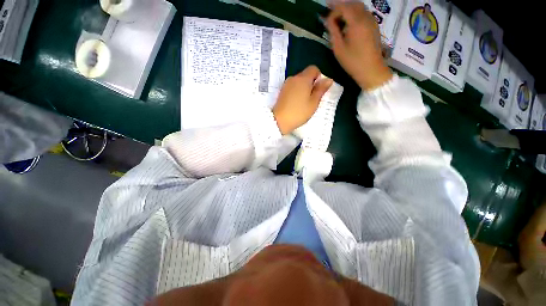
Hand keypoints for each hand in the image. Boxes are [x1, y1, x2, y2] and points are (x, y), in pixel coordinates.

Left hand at [273, 66, 332, 134]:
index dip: (319, 77)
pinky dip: (296, 92)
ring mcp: (286, 84)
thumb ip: (321, 90)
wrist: (279, 121)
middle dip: (311, 83)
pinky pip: (292, 87)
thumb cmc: (299, 112)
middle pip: (305, 75)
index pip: (313, 69)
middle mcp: (293, 78)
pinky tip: (296, 103)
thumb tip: (328, 79)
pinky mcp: (281, 91)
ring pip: (298, 82)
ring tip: (303, 102)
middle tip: (312, 98)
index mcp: (303, 78)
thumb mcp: (313, 103)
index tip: (318, 89)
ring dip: (303, 88)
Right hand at [326, 1, 392, 89]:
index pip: (344, 7)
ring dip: (348, 10)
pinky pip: (364, 14)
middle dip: (341, 7)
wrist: (371, 70)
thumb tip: (327, 20)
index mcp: (356, 22)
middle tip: (331, 14)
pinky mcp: (374, 26)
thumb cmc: (353, 61)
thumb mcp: (338, 48)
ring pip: (359, 8)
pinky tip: (349, 24)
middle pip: (353, 4)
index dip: (333, 9)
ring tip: (339, 19)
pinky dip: (355, 14)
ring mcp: (372, 21)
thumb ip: (333, 31)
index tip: (325, 17)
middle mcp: (366, 17)